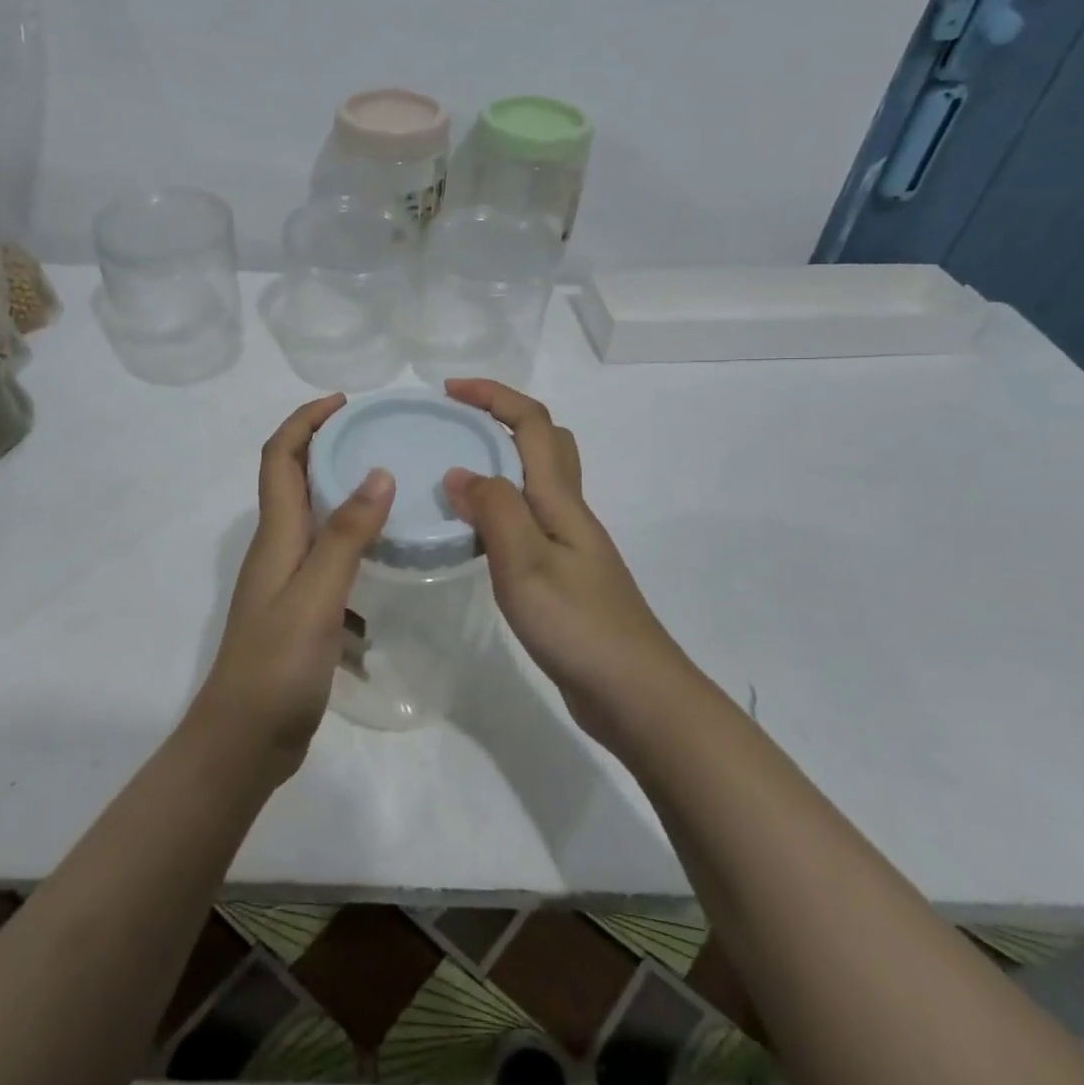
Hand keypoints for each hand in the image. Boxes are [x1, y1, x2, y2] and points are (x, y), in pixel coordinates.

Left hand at [195, 394, 394, 783]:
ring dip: (343, 491)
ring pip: (313, 517)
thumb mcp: (317, 595)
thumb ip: (347, 535)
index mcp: (276, 534)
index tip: (345, 402)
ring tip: (391, 486)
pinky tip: (386, 556)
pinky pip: (328, 557)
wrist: (245, 740)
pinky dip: (353, 542)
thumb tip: (377, 472)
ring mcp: (286, 580)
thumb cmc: (277, 664)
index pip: (280, 456)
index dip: (305, 420)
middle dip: (326, 445)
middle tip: (377, 435)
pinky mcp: (300, 608)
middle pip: (294, 478)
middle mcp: (277, 547)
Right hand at [441, 379, 689, 746]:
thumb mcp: (525, 562)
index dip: (493, 396)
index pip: (531, 424)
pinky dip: (502, 508)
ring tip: (455, 478)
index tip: (448, 391)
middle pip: (546, 442)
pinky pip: (530, 520)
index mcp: (560, 500)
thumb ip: (493, 510)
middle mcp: (568, 512)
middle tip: (457, 428)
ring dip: (501, 463)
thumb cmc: (578, 624)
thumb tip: (459, 472)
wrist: (635, 693)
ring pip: (538, 482)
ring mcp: (570, 545)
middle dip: (502, 419)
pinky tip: (477, 535)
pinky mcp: (565, 575)